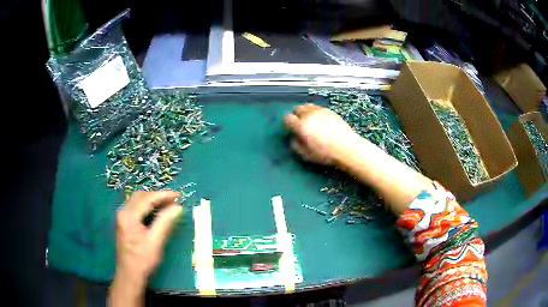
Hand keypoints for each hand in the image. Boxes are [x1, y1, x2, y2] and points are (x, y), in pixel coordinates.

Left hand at [109, 191, 181, 305]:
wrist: (129, 274)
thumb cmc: (142, 260)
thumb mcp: (155, 242)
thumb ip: (165, 222)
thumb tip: (178, 207)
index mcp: (129, 215)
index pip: (147, 198)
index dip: (164, 195)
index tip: (179, 195)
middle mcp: (123, 212)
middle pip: (141, 196)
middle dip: (158, 196)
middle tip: (174, 200)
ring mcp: (122, 216)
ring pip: (138, 200)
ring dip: (152, 200)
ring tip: (168, 204)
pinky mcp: (123, 222)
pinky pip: (136, 207)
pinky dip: (147, 206)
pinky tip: (156, 211)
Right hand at [284, 104, 359, 165]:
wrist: (347, 147)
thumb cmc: (326, 154)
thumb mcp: (306, 155)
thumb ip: (296, 145)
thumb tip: (294, 138)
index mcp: (301, 126)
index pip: (287, 118)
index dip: (287, 124)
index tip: (291, 129)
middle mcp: (309, 115)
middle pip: (296, 109)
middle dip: (295, 116)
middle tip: (299, 124)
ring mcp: (320, 111)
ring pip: (307, 106)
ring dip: (304, 112)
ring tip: (309, 121)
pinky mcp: (329, 110)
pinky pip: (317, 108)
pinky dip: (314, 112)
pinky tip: (320, 121)